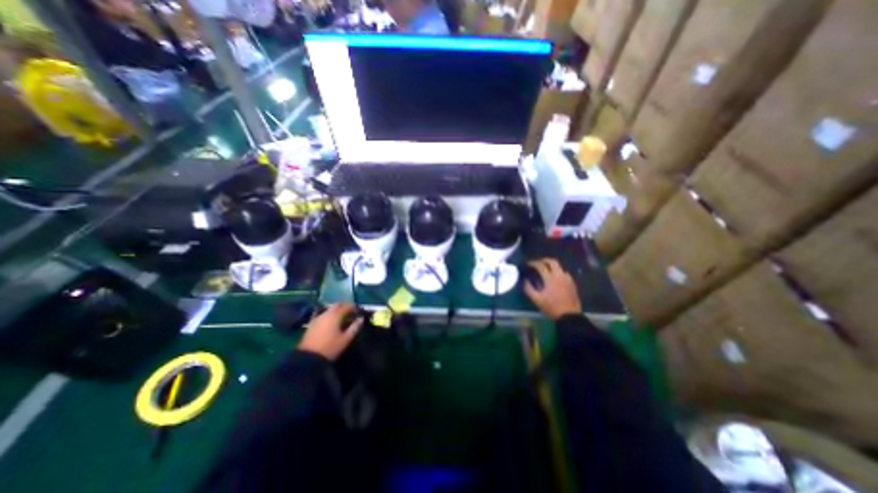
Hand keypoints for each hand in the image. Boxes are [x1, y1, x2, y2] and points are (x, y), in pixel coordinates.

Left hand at [296, 303, 362, 360]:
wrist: (308, 358)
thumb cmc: (330, 347)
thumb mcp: (345, 339)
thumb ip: (355, 327)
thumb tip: (361, 319)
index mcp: (335, 315)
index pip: (346, 306)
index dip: (353, 307)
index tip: (358, 312)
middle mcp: (326, 313)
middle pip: (337, 305)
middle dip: (344, 307)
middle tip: (350, 313)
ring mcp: (317, 318)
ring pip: (329, 309)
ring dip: (336, 311)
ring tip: (342, 319)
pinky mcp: (312, 324)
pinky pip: (323, 315)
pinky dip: (329, 316)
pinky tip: (331, 323)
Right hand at [524, 258, 581, 318]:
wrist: (570, 316)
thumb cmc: (552, 307)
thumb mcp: (537, 300)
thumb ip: (529, 289)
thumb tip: (525, 280)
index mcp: (550, 278)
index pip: (540, 266)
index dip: (533, 263)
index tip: (528, 264)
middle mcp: (560, 275)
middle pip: (552, 262)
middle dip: (544, 260)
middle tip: (538, 263)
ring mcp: (567, 279)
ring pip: (559, 267)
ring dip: (552, 266)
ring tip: (546, 270)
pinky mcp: (572, 284)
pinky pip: (564, 273)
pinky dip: (558, 272)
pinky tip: (555, 278)